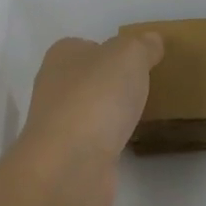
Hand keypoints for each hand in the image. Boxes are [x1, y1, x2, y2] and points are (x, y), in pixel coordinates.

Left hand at [7, 32, 163, 205]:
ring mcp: (59, 124)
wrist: (70, 165)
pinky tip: (130, 143)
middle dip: (114, 83)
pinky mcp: (68, 156)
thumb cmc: (96, 97)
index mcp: (62, 55)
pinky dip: (111, 140)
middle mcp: (54, 86)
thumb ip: (142, 46)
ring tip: (145, 116)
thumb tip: (151, 40)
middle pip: (90, 78)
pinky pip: (96, 140)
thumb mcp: (129, 56)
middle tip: (148, 88)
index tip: (140, 62)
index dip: (113, 51)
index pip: (88, 45)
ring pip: (92, 110)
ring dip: (112, 114)